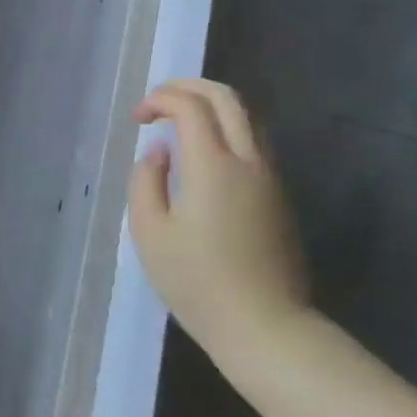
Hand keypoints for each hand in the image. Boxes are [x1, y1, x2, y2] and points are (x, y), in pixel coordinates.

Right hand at [128, 79, 309, 368]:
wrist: (266, 328)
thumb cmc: (197, 282)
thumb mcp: (150, 232)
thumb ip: (146, 181)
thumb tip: (160, 153)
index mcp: (213, 166)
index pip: (190, 106)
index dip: (159, 99)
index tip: (138, 119)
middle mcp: (248, 161)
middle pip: (227, 98)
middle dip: (189, 87)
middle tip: (159, 101)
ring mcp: (270, 178)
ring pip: (246, 117)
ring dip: (211, 106)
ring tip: (178, 122)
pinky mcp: (278, 197)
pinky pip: (253, 141)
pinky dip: (225, 128)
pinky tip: (201, 152)